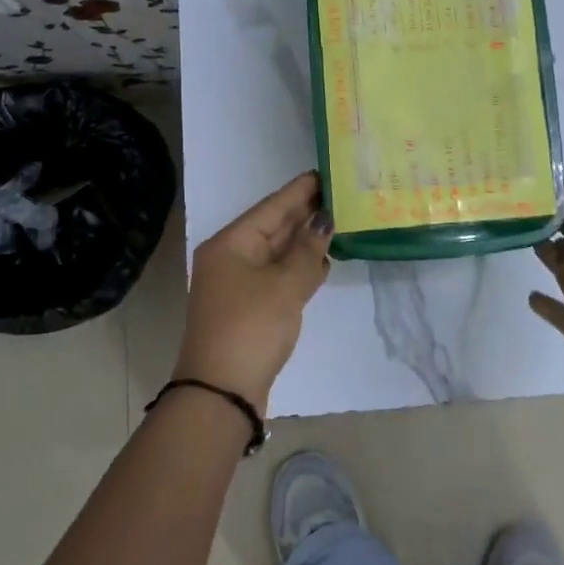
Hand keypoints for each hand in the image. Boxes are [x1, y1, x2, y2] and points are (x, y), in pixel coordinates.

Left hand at [176, 172, 332, 413]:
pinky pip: (279, 276)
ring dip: (306, 241)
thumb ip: (307, 252)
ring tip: (340, 221)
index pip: (272, 207)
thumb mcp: (284, 286)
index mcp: (231, 244)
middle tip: (342, 194)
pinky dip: (300, 268)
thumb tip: (323, 221)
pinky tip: (324, 262)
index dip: (300, 190)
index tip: (326, 172)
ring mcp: (239, 285)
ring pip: (278, 253)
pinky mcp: (250, 308)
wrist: (221, 393)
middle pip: (274, 228)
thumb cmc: (251, 328)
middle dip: (306, 213)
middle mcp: (232, 258)